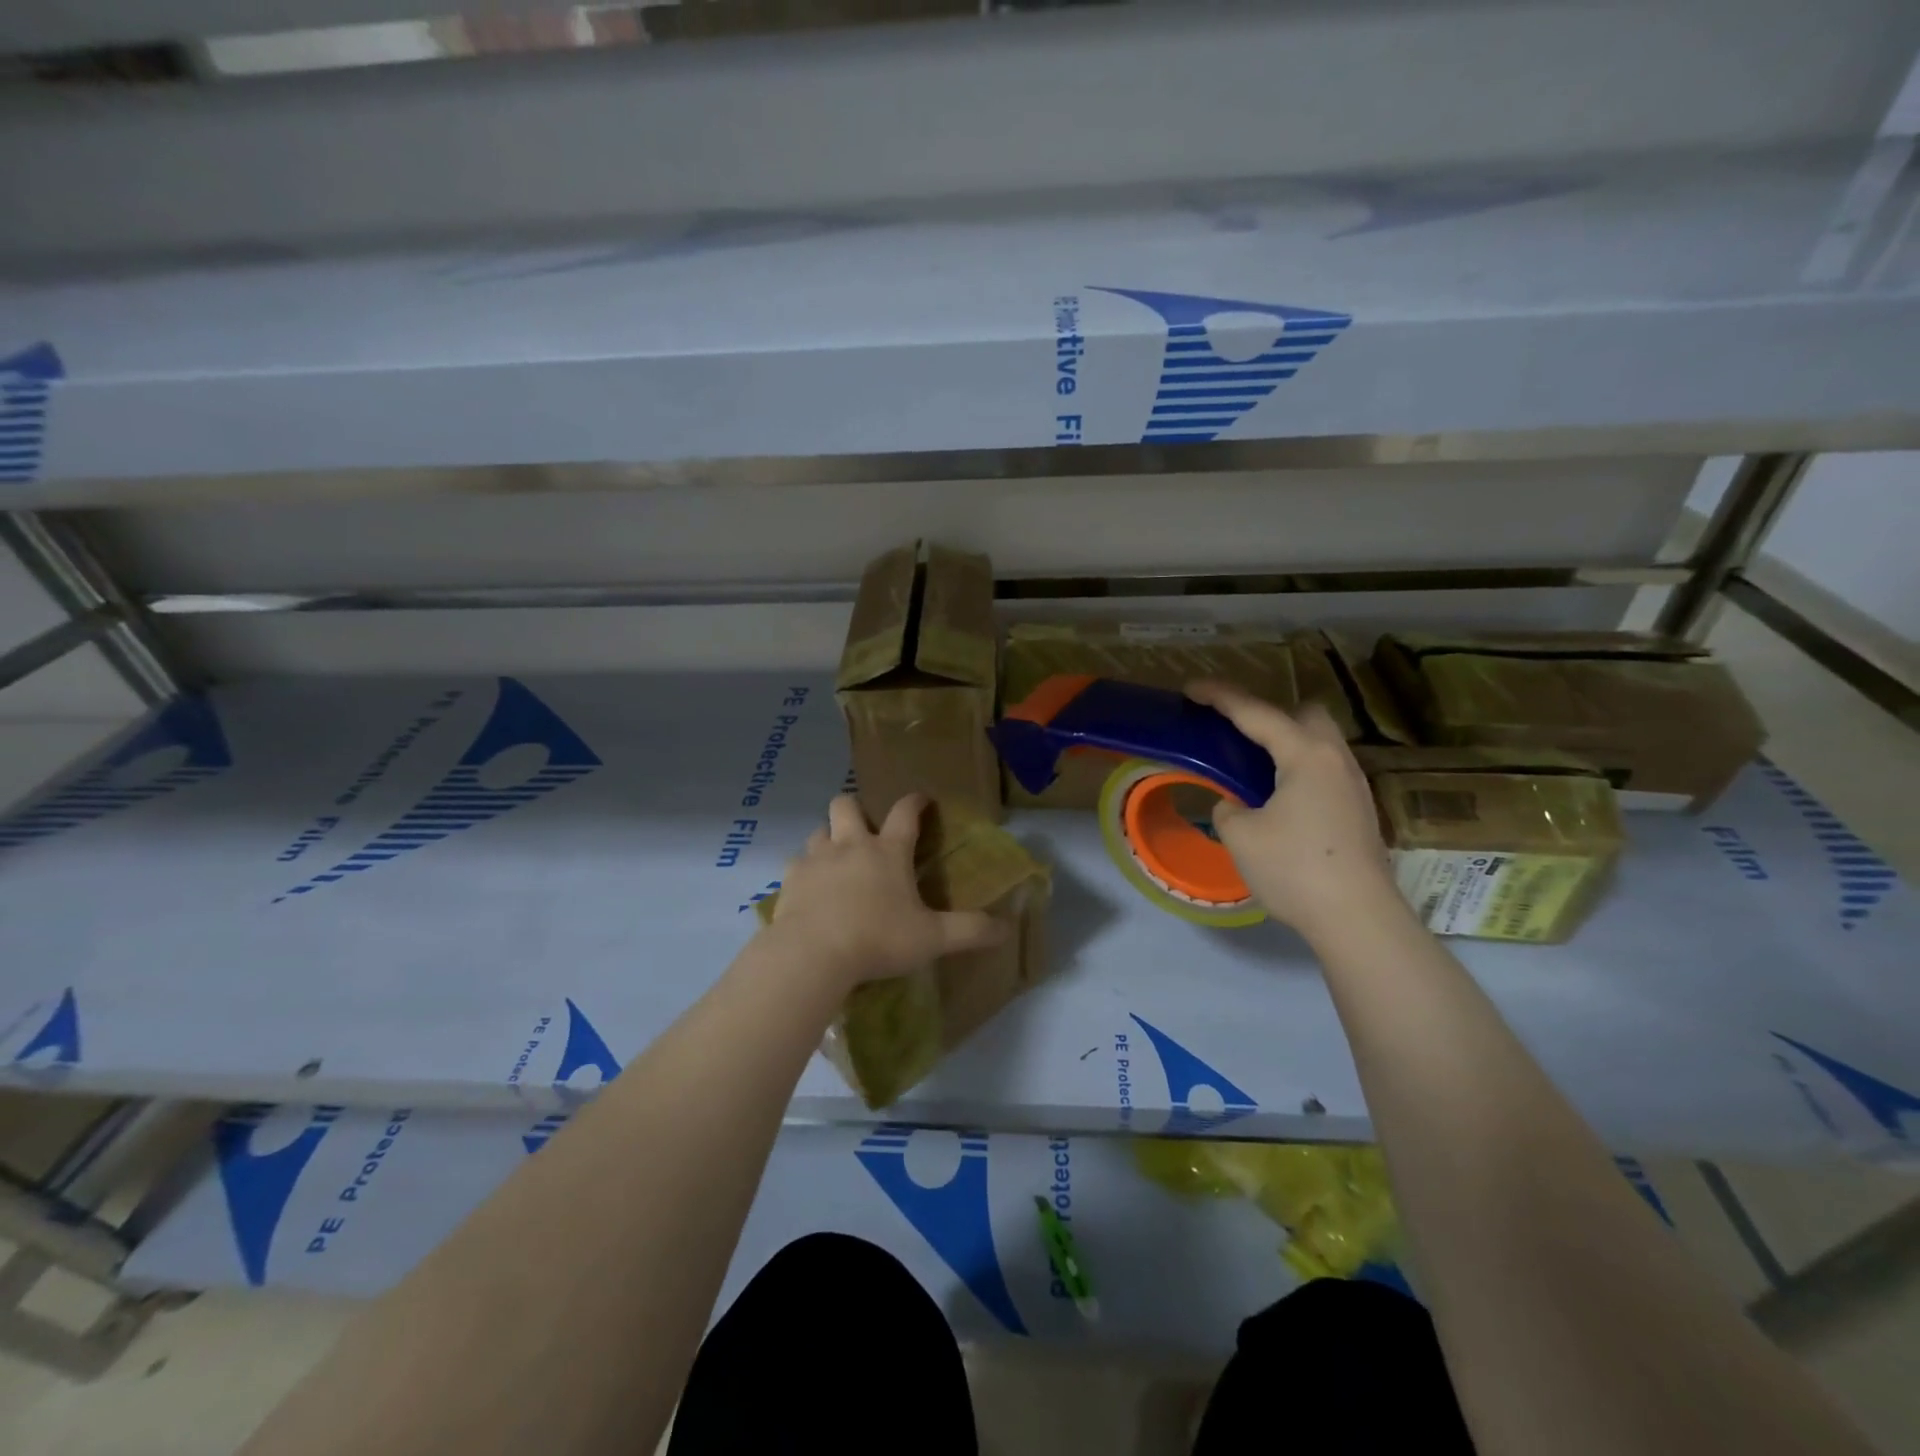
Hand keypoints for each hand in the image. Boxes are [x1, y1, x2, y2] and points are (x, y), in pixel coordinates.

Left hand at [768, 794, 1007, 989]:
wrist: (812, 954)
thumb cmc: (878, 939)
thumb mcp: (932, 939)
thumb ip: (970, 931)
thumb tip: (1007, 929)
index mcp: (888, 852)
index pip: (905, 813)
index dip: (915, 802)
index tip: (921, 799)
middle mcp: (850, 845)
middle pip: (845, 804)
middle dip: (854, 809)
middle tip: (863, 829)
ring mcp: (816, 859)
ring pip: (818, 831)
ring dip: (828, 839)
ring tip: (836, 860)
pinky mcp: (790, 880)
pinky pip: (796, 864)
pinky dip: (805, 871)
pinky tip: (810, 890)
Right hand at [1186, 679, 1405, 943]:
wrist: (1358, 919)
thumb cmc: (1294, 869)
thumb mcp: (1240, 836)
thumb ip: (1228, 808)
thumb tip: (1236, 805)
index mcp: (1305, 755)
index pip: (1256, 713)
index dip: (1220, 698)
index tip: (1191, 689)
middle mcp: (1335, 759)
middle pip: (1305, 715)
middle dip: (1270, 716)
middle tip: (1238, 737)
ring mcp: (1354, 785)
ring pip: (1320, 744)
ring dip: (1287, 745)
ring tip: (1254, 770)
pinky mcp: (1359, 811)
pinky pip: (1325, 770)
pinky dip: (1300, 770)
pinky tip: (1281, 800)